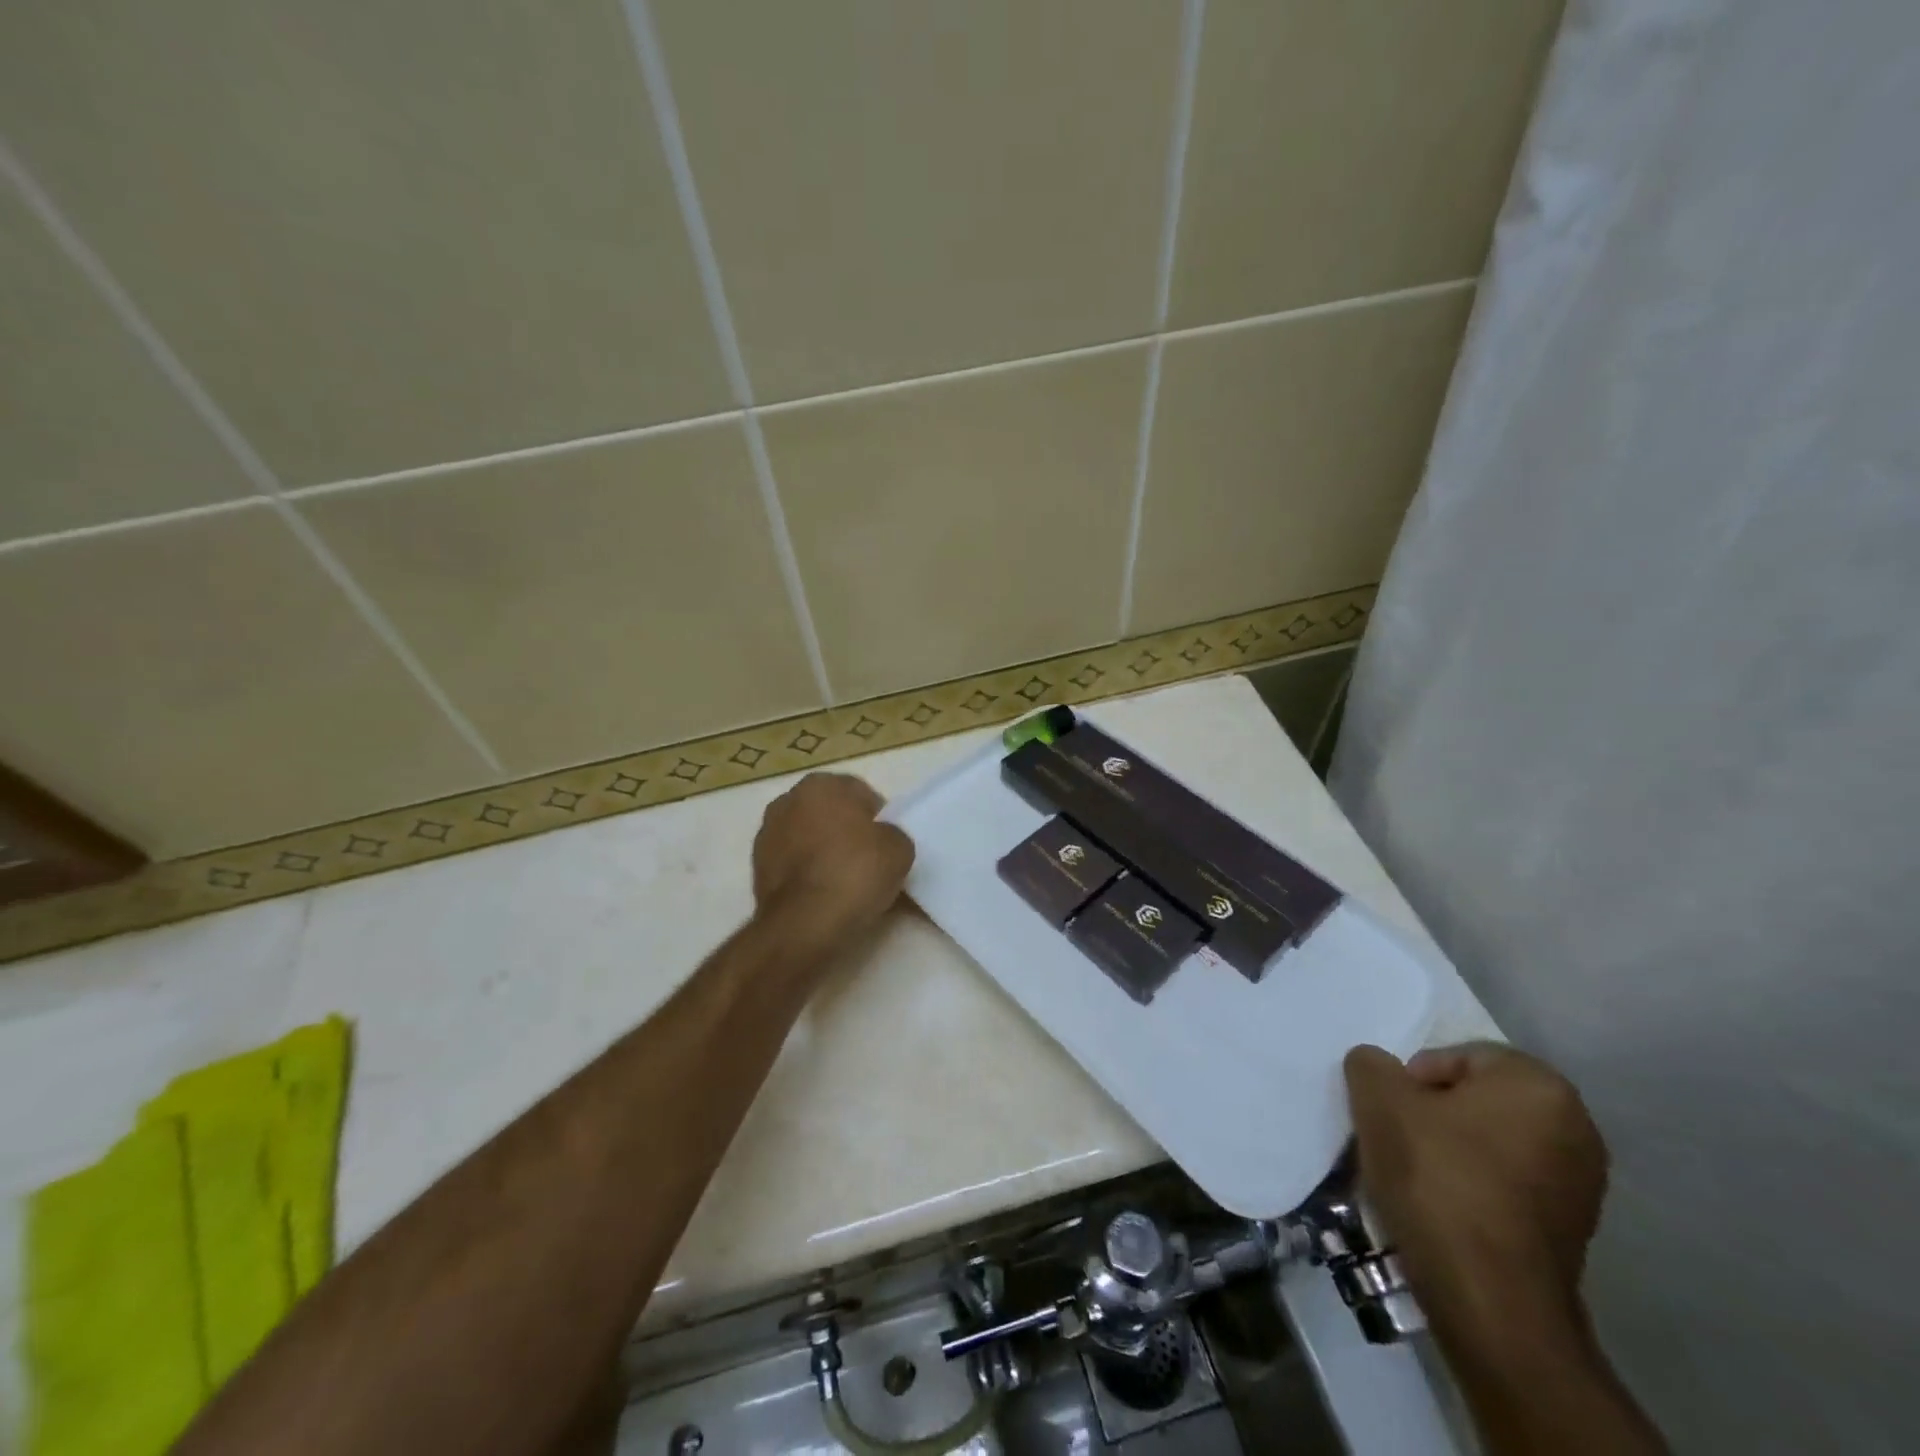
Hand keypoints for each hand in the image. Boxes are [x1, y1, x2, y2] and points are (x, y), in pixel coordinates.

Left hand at [752, 773, 914, 943]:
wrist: (805, 924)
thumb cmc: (855, 873)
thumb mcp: (900, 849)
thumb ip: (891, 834)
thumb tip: (881, 841)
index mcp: (821, 784)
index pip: (860, 794)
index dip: (878, 819)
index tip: (886, 845)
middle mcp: (788, 800)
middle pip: (830, 813)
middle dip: (846, 831)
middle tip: (868, 861)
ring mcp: (767, 834)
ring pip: (809, 838)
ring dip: (824, 852)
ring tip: (845, 882)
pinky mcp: (756, 868)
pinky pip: (794, 864)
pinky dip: (807, 874)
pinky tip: (823, 895)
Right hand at [1343, 1042, 1607, 1345]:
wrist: (1490, 1299)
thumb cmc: (1438, 1178)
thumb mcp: (1379, 1100)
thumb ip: (1371, 1065)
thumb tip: (1378, 1068)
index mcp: (1539, 1084)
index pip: (1458, 1057)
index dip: (1414, 1080)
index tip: (1394, 1114)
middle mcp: (1576, 1126)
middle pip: (1477, 1099)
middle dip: (1434, 1114)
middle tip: (1399, 1139)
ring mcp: (1582, 1183)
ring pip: (1490, 1142)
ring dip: (1452, 1150)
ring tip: (1417, 1177)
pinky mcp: (1574, 1229)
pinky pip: (1509, 1184)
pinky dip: (1475, 1186)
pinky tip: (1445, 1209)